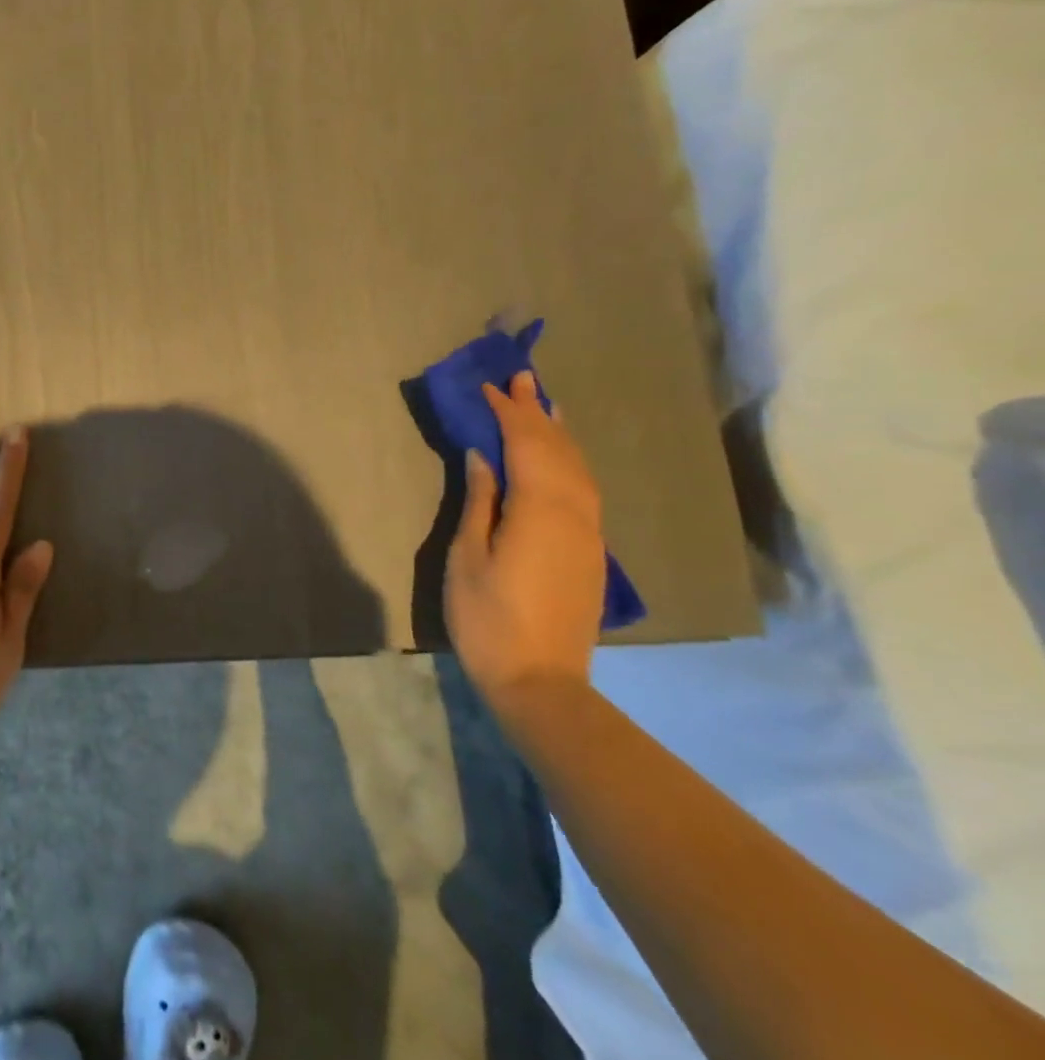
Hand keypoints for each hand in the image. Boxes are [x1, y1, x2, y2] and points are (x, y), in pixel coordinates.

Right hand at [445, 371, 604, 710]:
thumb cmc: (487, 619)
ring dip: (560, 433)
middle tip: (522, 378)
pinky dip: (570, 461)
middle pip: (559, 450)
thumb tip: (484, 456)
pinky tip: (560, 457)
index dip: (508, 413)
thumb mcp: (467, 557)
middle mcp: (574, 513)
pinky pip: (584, 489)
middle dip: (538, 412)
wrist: (539, 681)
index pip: (526, 446)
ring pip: (579, 468)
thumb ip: (480, 501)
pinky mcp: (591, 550)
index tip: (490, 387)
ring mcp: (589, 533)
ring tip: (545, 405)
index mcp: (539, 511)